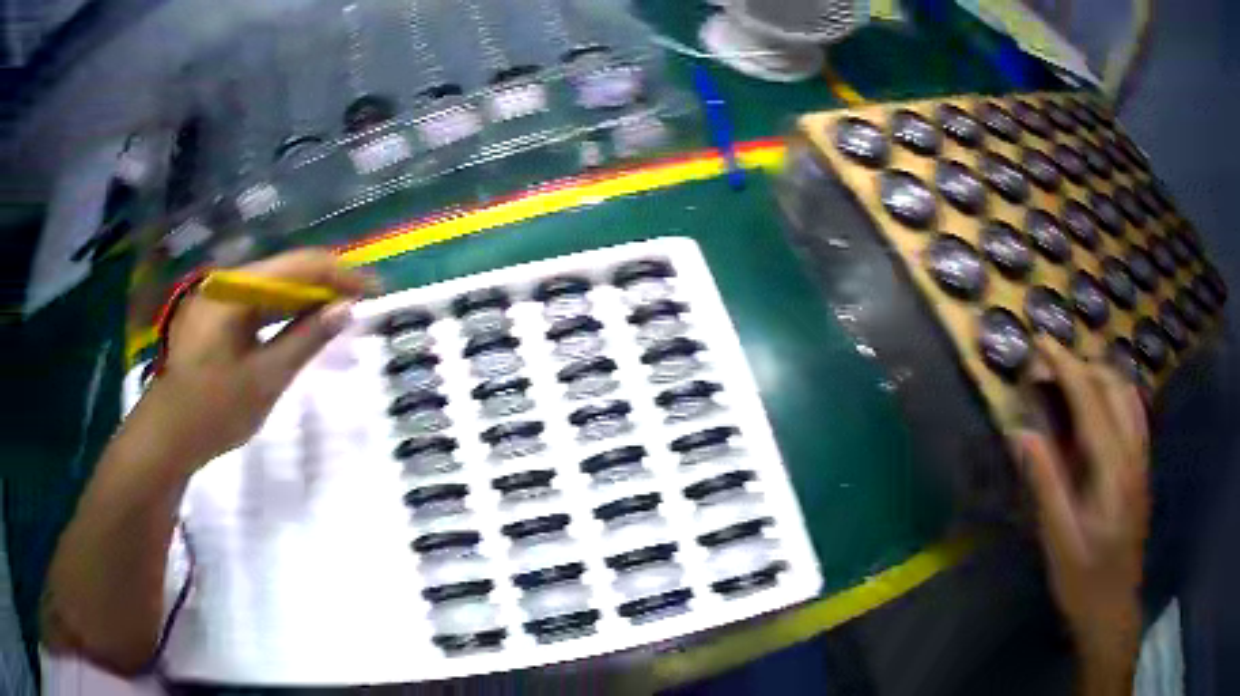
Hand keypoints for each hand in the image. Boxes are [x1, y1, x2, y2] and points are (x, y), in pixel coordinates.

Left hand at [141, 249, 375, 468]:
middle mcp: (227, 283)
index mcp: (236, 289)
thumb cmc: (214, 410)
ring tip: (338, 318)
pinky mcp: (216, 317)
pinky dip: (283, 315)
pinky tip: (300, 328)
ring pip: (273, 288)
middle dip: (326, 286)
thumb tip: (345, 309)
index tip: (375, 291)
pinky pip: (257, 306)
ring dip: (306, 300)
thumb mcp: (265, 378)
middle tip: (361, 308)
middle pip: (286, 271)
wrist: (167, 437)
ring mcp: (219, 299)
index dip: (341, 274)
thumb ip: (306, 339)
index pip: (300, 265)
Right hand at [1012, 337, 1148, 691]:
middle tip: (1050, 366)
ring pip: (1128, 395)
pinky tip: (1101, 405)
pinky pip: (1134, 413)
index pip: (1091, 399)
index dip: (1066, 366)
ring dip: (1101, 375)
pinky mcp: (1142, 469)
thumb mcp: (1058, 539)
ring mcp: (1141, 459)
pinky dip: (1116, 394)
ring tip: (1072, 378)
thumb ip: (1045, 483)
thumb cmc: (1083, 580)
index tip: (1042, 341)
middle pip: (1113, 387)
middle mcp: (1132, 453)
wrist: (1113, 609)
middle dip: (1082, 365)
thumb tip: (1021, 432)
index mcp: (1111, 469)